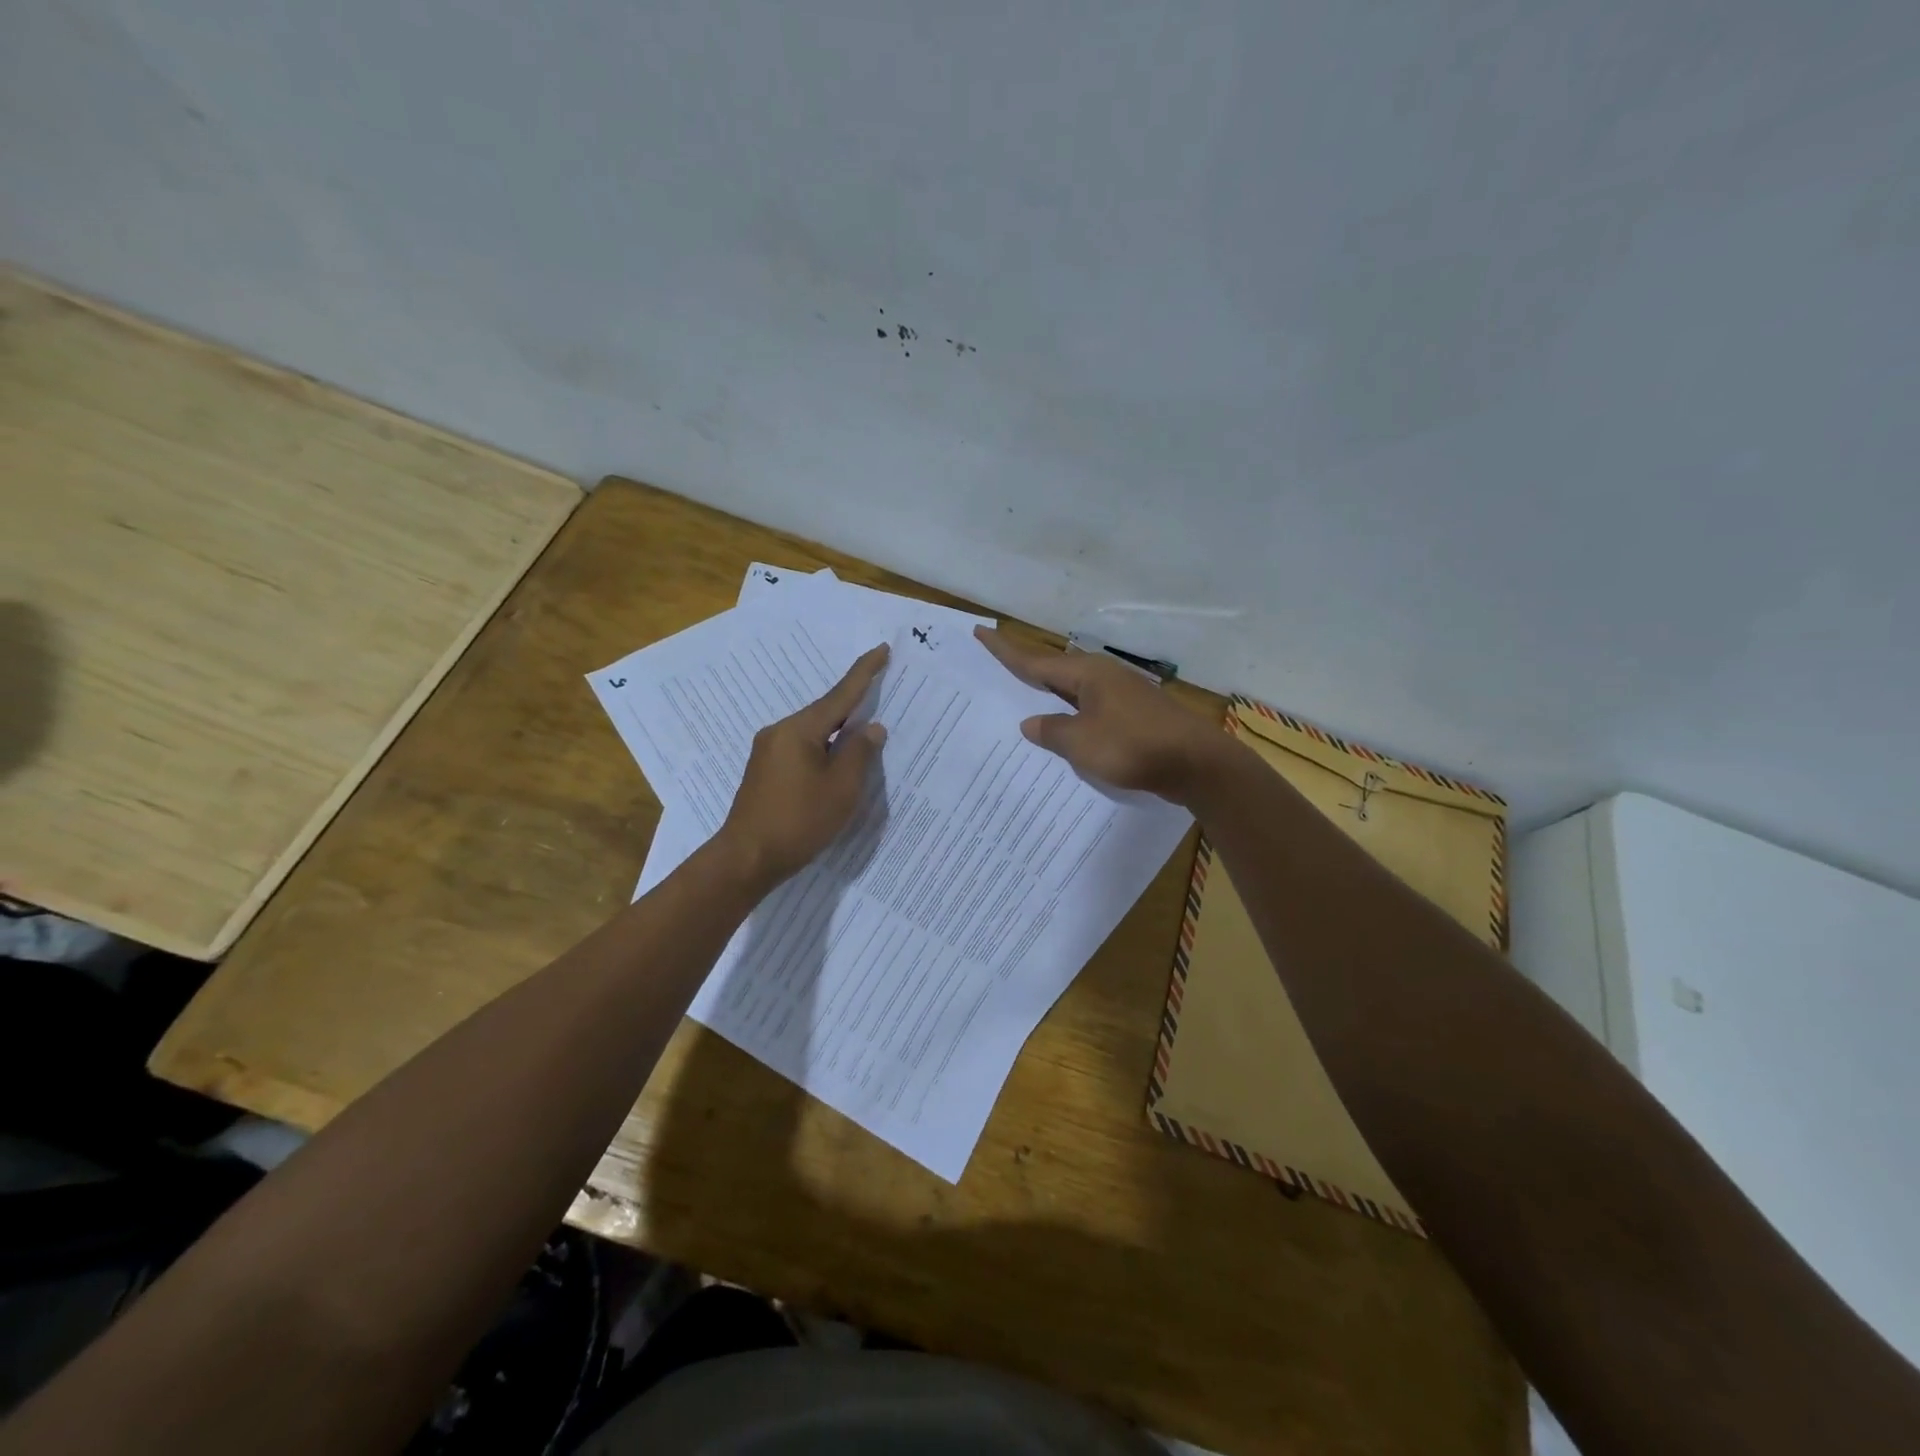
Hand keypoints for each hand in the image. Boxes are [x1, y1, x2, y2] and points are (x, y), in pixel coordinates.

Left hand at [717, 644, 889, 888]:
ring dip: (839, 734)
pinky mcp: (764, 771)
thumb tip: (871, 727)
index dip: (864, 673)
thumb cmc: (799, 821)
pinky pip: (802, 749)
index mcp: (799, 730)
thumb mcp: (841, 788)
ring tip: (864, 737)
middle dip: (853, 706)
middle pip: (825, 712)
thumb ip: (860, 753)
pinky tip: (836, 763)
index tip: (882, 649)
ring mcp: (768, 751)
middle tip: (881, 693)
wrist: (746, 859)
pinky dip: (824, 750)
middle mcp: (779, 732)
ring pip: (813, 733)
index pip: (840, 695)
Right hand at [973, 627, 1225, 803]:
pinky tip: (1065, 731)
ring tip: (1023, 701)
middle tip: (996, 668)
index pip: (1034, 661)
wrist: (1196, 764)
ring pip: (1073, 692)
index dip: (1005, 650)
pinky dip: (1071, 716)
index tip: (981, 631)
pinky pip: (1090, 710)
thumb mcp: (1081, 743)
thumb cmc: (1134, 747)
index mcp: (1087, 674)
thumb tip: (1030, 723)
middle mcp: (1103, 677)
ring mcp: (1121, 696)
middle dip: (1026, 671)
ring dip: (1049, 697)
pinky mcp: (1133, 716)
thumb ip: (1052, 732)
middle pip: (1054, 671)